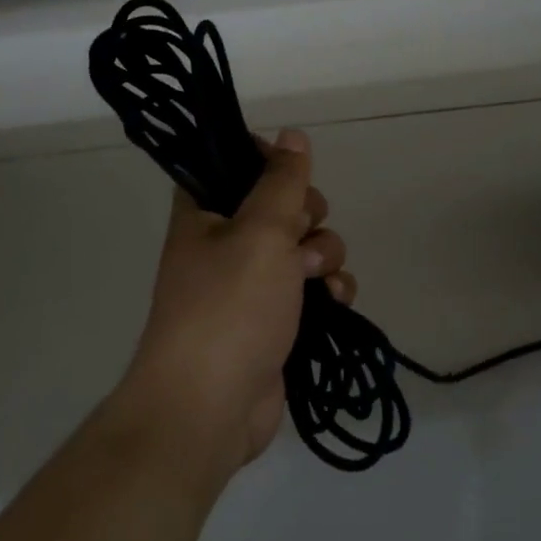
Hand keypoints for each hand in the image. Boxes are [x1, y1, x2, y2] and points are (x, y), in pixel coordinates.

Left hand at [116, 129, 356, 482]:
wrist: (210, 406)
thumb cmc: (229, 307)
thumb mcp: (260, 231)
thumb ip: (282, 181)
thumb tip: (293, 134)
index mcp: (204, 213)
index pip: (233, 164)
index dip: (267, 160)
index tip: (291, 172)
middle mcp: (225, 243)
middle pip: (281, 205)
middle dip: (306, 217)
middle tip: (299, 234)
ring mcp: (251, 284)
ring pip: (305, 247)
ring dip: (324, 256)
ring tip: (316, 279)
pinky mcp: (275, 320)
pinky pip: (313, 289)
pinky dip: (329, 290)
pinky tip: (336, 302)